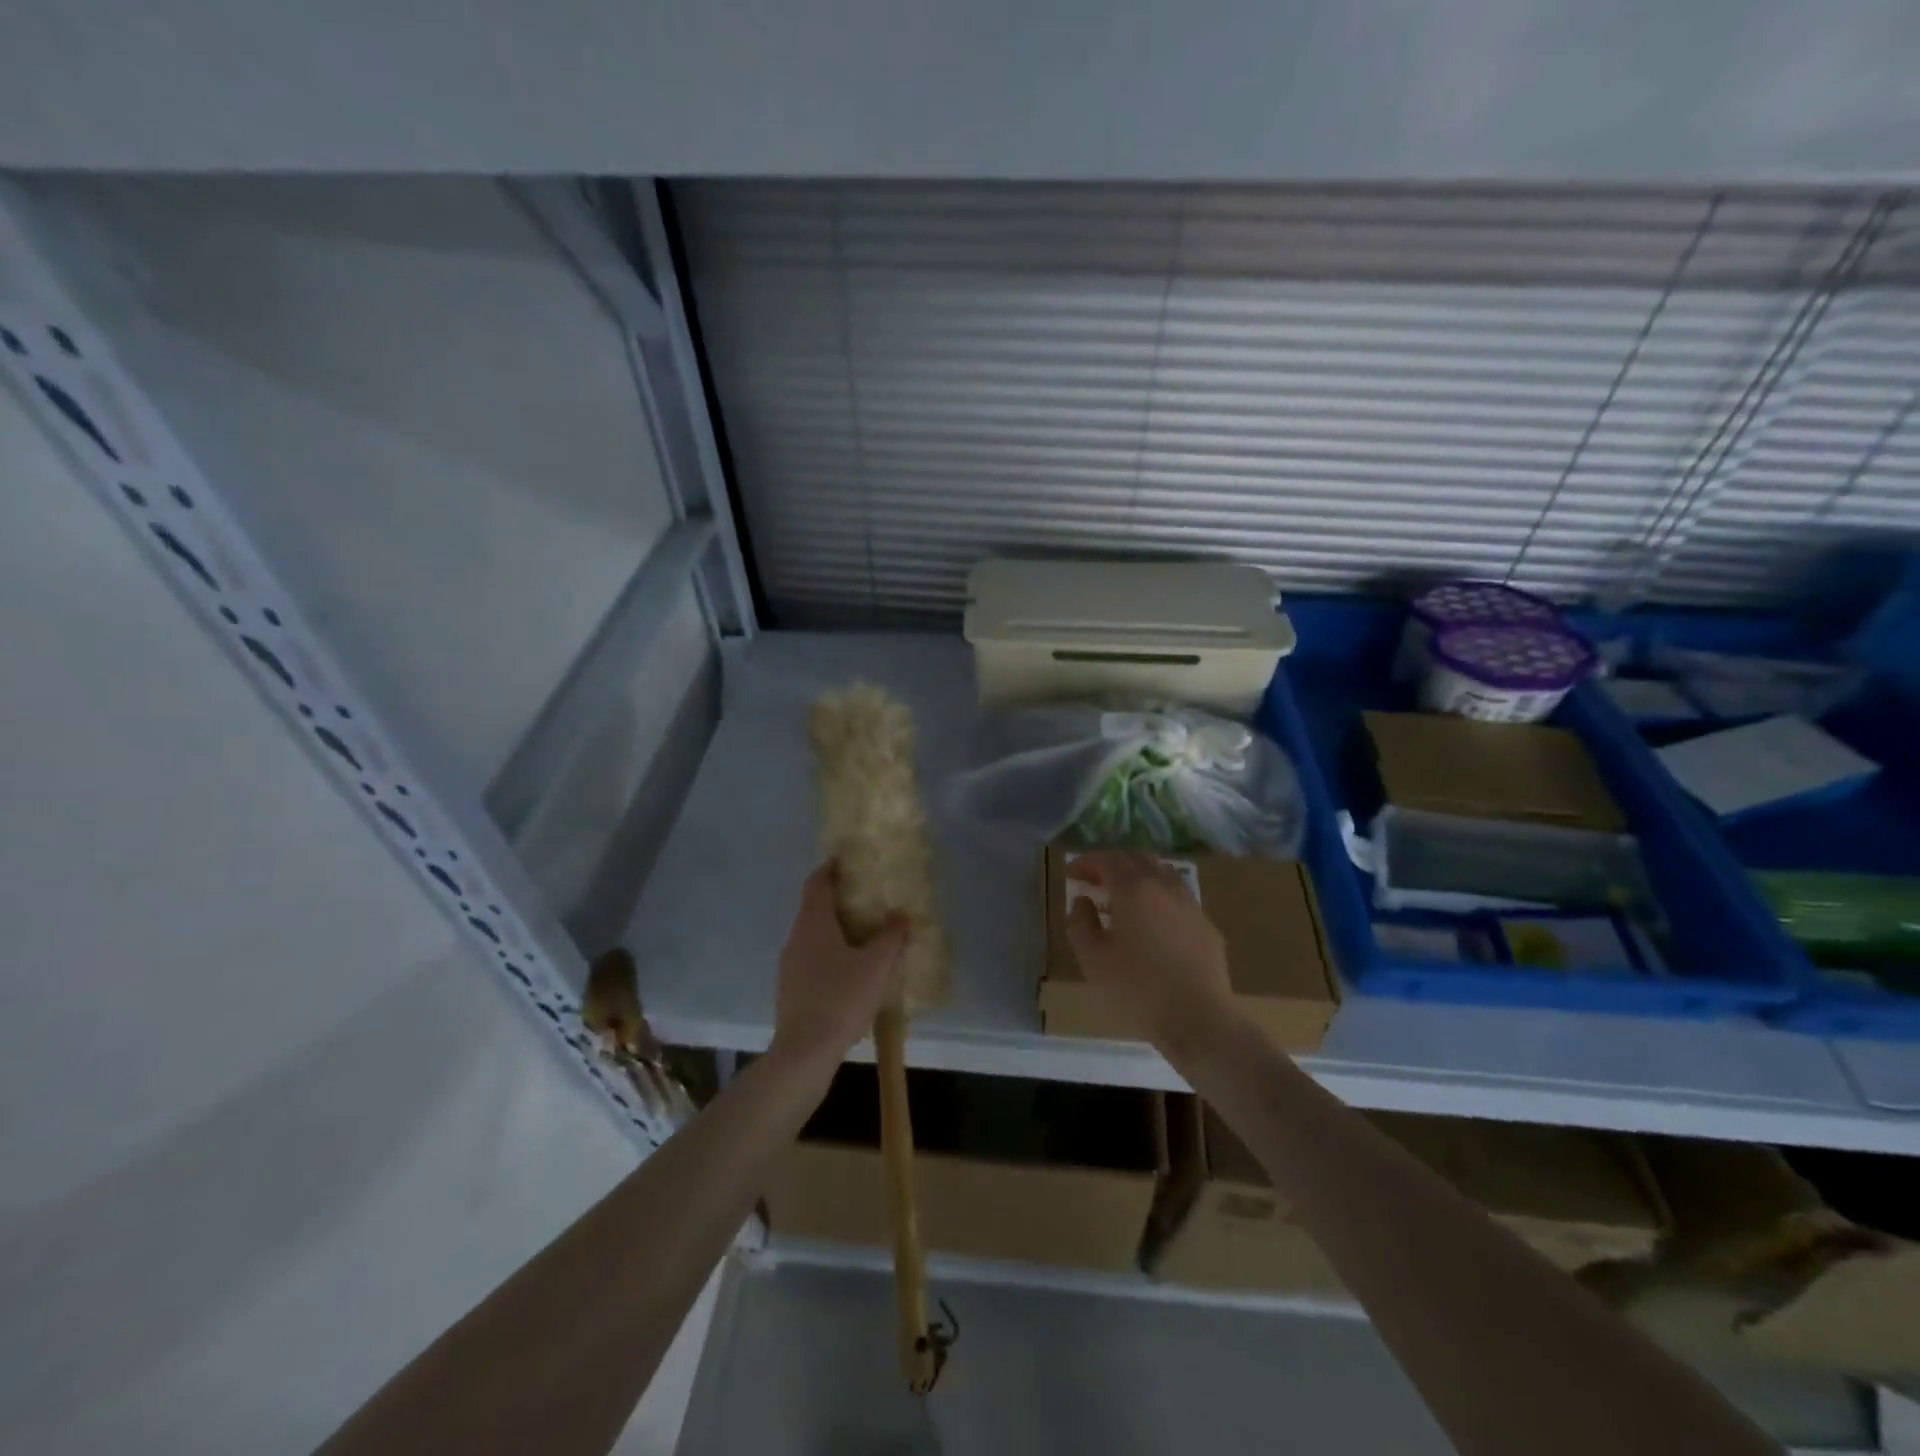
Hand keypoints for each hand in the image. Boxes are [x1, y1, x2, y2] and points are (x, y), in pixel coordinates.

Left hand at [772, 863, 907, 1063]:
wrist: (804, 1052)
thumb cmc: (840, 999)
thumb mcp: (876, 966)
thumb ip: (891, 937)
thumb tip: (900, 915)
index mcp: (813, 923)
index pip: (817, 882)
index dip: (831, 868)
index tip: (848, 860)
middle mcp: (796, 937)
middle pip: (815, 908)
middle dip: (839, 900)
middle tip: (868, 899)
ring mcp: (789, 965)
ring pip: (813, 936)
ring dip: (836, 930)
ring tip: (865, 935)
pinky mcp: (791, 989)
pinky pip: (812, 959)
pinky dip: (830, 955)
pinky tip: (851, 972)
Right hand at [1066, 851, 1236, 1054]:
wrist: (1199, 1019)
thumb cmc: (1138, 989)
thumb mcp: (1093, 959)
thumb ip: (1081, 923)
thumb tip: (1083, 900)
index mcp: (1134, 889)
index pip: (1107, 860)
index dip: (1087, 862)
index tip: (1072, 873)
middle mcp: (1164, 886)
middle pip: (1137, 859)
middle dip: (1113, 864)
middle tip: (1095, 881)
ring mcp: (1190, 905)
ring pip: (1163, 874)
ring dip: (1139, 877)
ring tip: (1125, 898)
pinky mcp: (1207, 926)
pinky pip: (1179, 898)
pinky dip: (1160, 898)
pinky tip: (1154, 923)